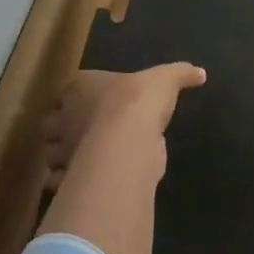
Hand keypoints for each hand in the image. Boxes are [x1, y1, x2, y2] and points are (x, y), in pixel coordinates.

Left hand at [44, 64, 206, 191]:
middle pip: (54, 121)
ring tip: (83, 157)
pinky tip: (85, 178)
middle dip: (64, 127)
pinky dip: (66, 180)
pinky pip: (60, 178)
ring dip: (63, 155)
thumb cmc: (138, 102)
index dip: (79, 96)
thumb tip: (200, 73)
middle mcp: (63, 117)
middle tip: (85, 131)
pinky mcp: (71, 175)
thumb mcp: (166, 79)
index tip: (93, 101)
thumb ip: (181, 74)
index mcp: (79, 88)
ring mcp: (64, 148)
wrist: (128, 141)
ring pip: (53, 152)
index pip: (70, 89)